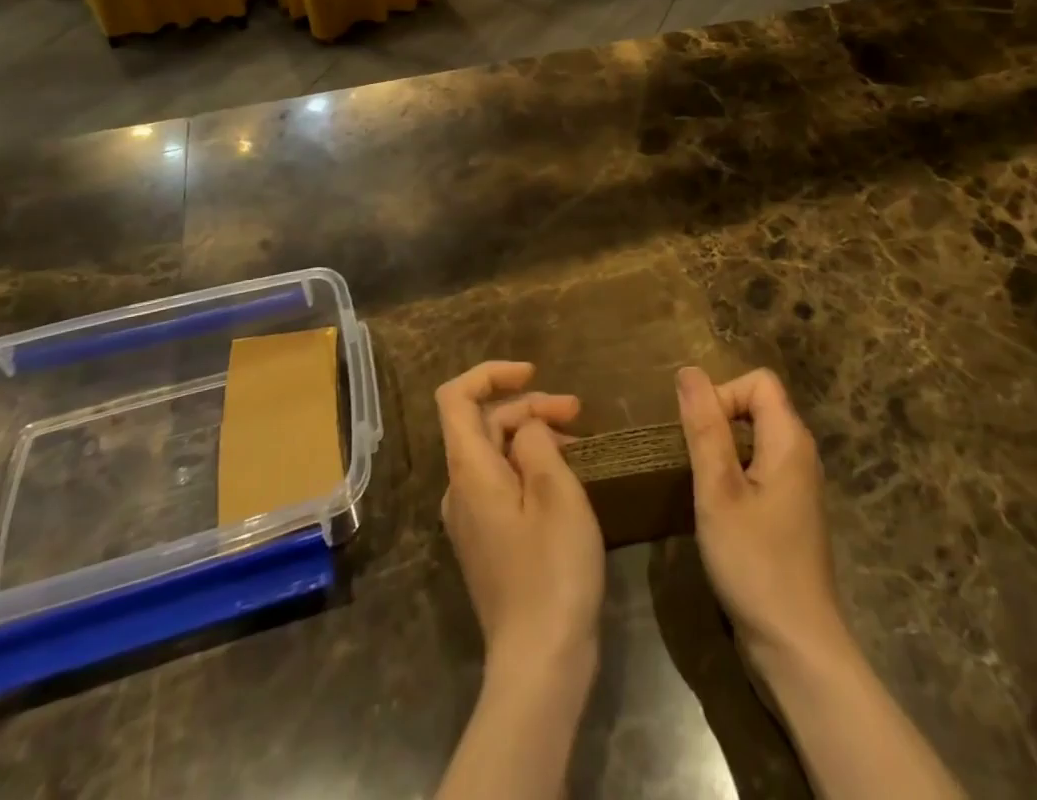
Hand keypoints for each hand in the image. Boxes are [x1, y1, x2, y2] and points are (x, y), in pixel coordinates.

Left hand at [437, 361, 603, 674]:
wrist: (539, 664)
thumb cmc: (551, 569)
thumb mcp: (555, 491)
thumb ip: (535, 441)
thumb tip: (525, 428)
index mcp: (468, 471)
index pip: (455, 397)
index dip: (491, 373)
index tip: (534, 373)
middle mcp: (459, 490)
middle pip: (484, 424)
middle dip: (529, 406)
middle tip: (579, 413)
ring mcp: (471, 519)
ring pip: (496, 454)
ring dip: (534, 436)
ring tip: (581, 444)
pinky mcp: (487, 542)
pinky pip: (502, 484)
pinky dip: (531, 466)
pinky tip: (566, 479)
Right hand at [676, 366, 848, 666]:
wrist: (797, 648)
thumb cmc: (755, 563)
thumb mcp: (718, 491)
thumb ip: (704, 427)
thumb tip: (688, 371)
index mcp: (790, 440)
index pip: (757, 381)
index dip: (723, 394)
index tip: (700, 437)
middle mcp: (801, 454)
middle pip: (757, 405)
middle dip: (719, 420)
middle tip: (694, 462)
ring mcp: (798, 485)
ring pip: (755, 438)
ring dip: (723, 450)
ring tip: (702, 486)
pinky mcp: (790, 512)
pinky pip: (759, 468)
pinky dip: (734, 475)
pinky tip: (719, 512)